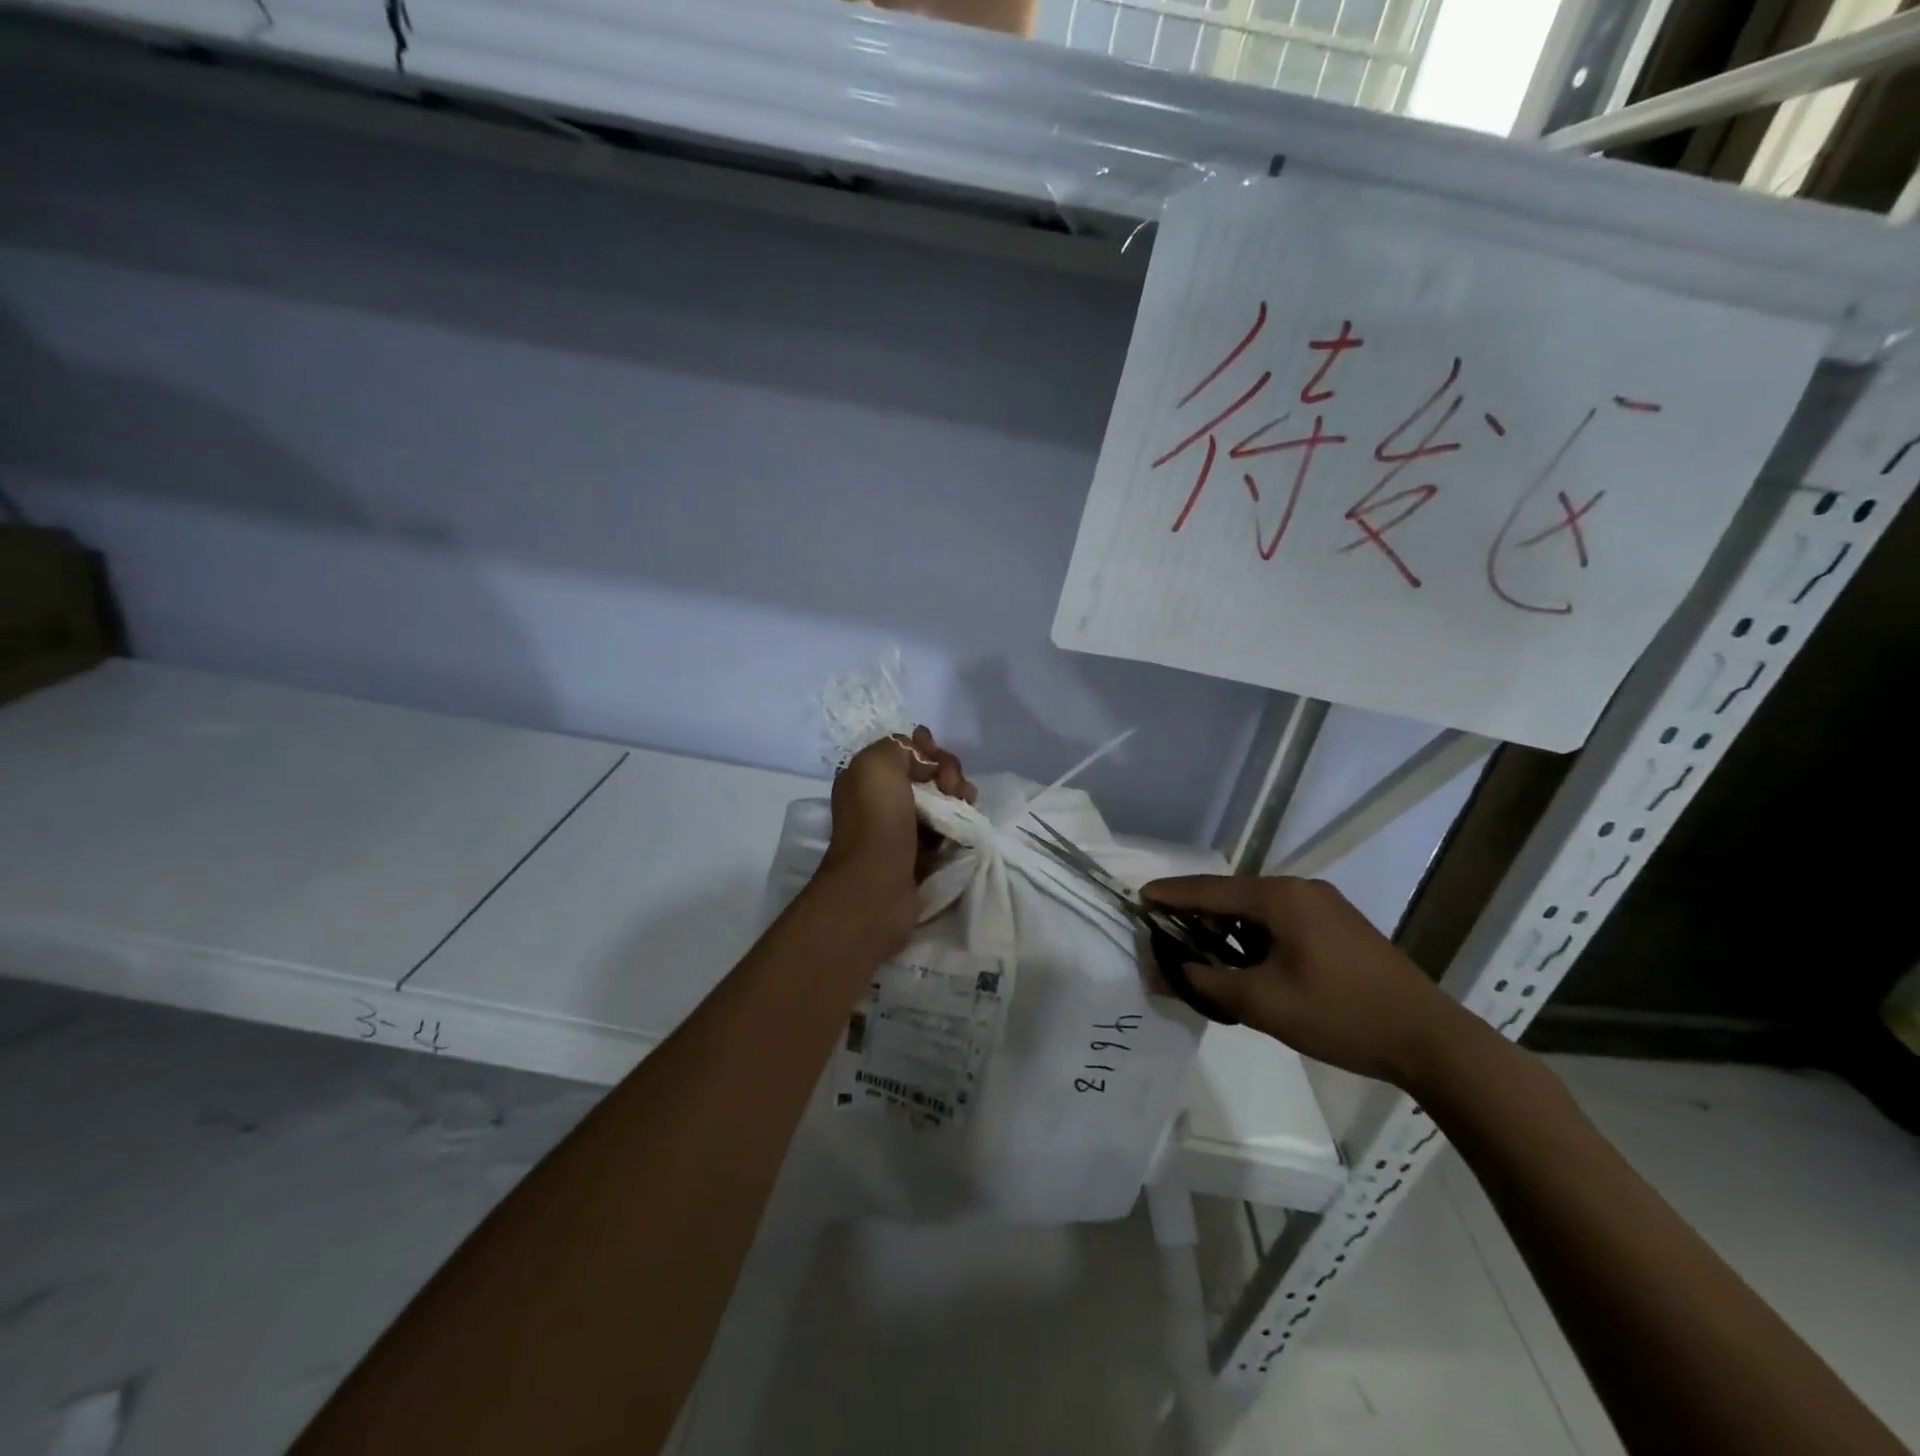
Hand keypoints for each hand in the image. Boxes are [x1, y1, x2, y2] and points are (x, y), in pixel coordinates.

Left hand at [817, 728, 974, 938]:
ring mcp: (902, 830)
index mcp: (867, 777)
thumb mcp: (878, 764)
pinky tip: (967, 827)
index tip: (938, 759)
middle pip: (928, 775)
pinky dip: (960, 825)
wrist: (878, 885)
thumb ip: (900, 747)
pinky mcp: (921, 855)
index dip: (928, 749)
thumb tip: (925, 760)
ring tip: (968, 806)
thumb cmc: (876, 820)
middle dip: (949, 774)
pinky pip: (947, 830)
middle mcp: (882, 801)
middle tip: (955, 788)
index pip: (907, 751)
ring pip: (941, 802)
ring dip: (959, 799)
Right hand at [1141, 874, 1481, 1088]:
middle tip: (1168, 937)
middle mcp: (1301, 889)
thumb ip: (1205, 983)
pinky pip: (1282, 921)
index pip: (1209, 889)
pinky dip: (1255, 936)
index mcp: (1281, 897)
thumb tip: (1161, 971)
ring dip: (1227, 928)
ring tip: (1204, 955)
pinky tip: (1249, 963)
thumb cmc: (1339, 1014)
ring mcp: (1325, 906)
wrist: (1430, 1040)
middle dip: (1197, 914)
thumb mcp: (1262, 1003)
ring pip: (1258, 910)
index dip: (1170, 895)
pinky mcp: (1340, 927)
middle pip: (1232, 895)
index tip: (1138, 899)